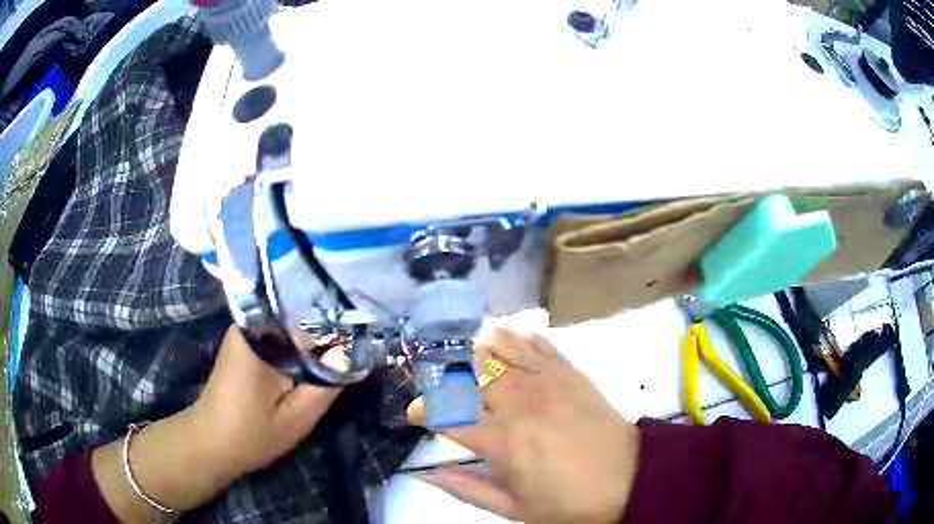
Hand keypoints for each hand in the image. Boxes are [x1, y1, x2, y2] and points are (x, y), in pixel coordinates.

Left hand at [92, 326, 348, 520]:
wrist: (211, 442)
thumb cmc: (252, 434)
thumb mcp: (298, 416)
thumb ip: (329, 382)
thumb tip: (356, 351)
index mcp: (262, 335)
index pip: (314, 317)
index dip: (345, 327)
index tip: (371, 335)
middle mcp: (252, 321)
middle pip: (304, 314)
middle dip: (332, 329)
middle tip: (363, 344)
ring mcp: (247, 329)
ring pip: (295, 323)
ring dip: (318, 337)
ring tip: (346, 348)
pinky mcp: (247, 340)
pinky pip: (283, 333)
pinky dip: (302, 344)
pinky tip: (318, 356)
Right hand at [407, 329, 640, 522]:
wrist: (630, 481)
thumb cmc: (568, 504)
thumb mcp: (514, 510)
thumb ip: (467, 489)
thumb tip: (426, 474)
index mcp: (504, 444)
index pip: (446, 415)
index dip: (421, 410)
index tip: (415, 415)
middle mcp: (521, 405)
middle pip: (469, 372)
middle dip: (442, 372)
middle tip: (435, 381)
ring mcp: (548, 383)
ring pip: (500, 348)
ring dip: (473, 346)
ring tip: (458, 350)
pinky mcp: (571, 373)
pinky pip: (537, 344)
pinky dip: (514, 335)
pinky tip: (501, 333)